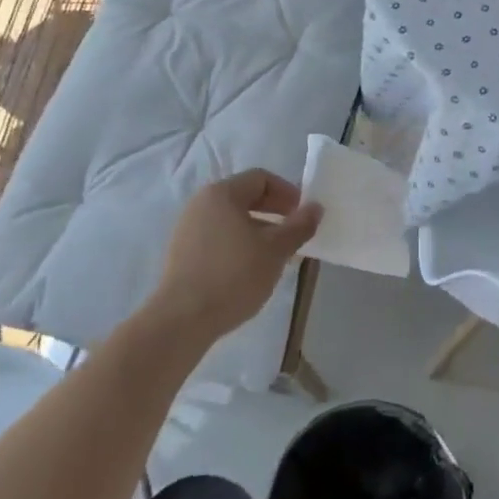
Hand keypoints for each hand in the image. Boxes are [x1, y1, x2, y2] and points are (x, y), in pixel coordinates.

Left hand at [149, 170, 322, 341]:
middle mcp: (201, 203)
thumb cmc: (234, 276)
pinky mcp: (182, 253)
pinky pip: (218, 237)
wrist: (182, 319)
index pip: (261, 178)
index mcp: (222, 194)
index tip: (303, 214)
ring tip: (277, 255)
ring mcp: (188, 228)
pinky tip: (251, 269)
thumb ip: (299, 226)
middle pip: (245, 197)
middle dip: (275, 212)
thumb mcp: (276, 250)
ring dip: (259, 230)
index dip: (287, 192)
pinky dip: (240, 244)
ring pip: (232, 219)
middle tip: (295, 233)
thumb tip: (316, 207)